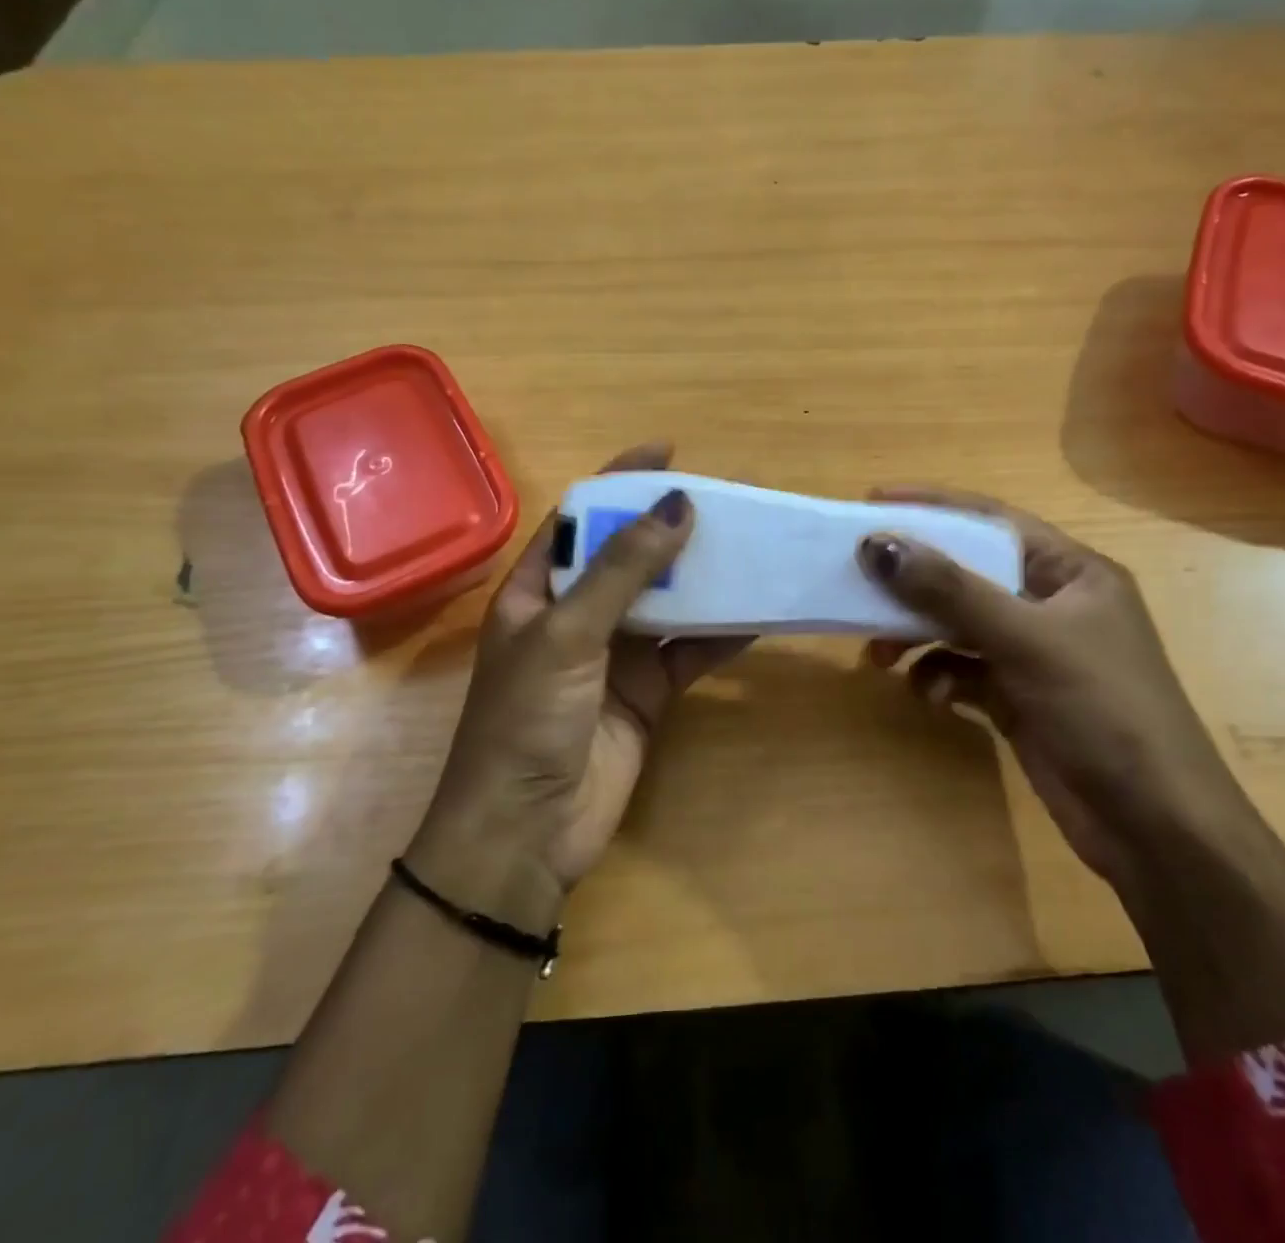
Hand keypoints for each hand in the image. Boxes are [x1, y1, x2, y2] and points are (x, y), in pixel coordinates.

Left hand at [409, 444, 747, 931]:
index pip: (582, 518)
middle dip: (675, 526)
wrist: (525, 835)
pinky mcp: (648, 692)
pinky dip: (722, 634)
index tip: (669, 450)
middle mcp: (576, 614)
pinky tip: (758, 613)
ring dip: (706, 577)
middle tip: (731, 497)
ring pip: (668, 602)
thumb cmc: (526, 721)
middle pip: (632, 556)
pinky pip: (689, 651)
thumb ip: (622, 570)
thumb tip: (677, 503)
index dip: (621, 481)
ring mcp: (615, 655)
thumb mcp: (567, 634)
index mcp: (538, 590)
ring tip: (754, 544)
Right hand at [858, 487, 1251, 886]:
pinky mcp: (1018, 697)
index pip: (991, 520)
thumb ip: (950, 591)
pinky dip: (938, 676)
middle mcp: (1051, 604)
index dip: (932, 506)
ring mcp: (1034, 653)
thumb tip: (878, 544)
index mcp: (1071, 572)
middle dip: (914, 582)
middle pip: (967, 574)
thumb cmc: (1103, 711)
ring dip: (916, 635)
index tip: (872, 502)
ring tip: (877, 654)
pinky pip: (963, 670)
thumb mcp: (1026, 640)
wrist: (1154, 827)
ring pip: (958, 625)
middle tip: (859, 583)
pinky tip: (927, 694)